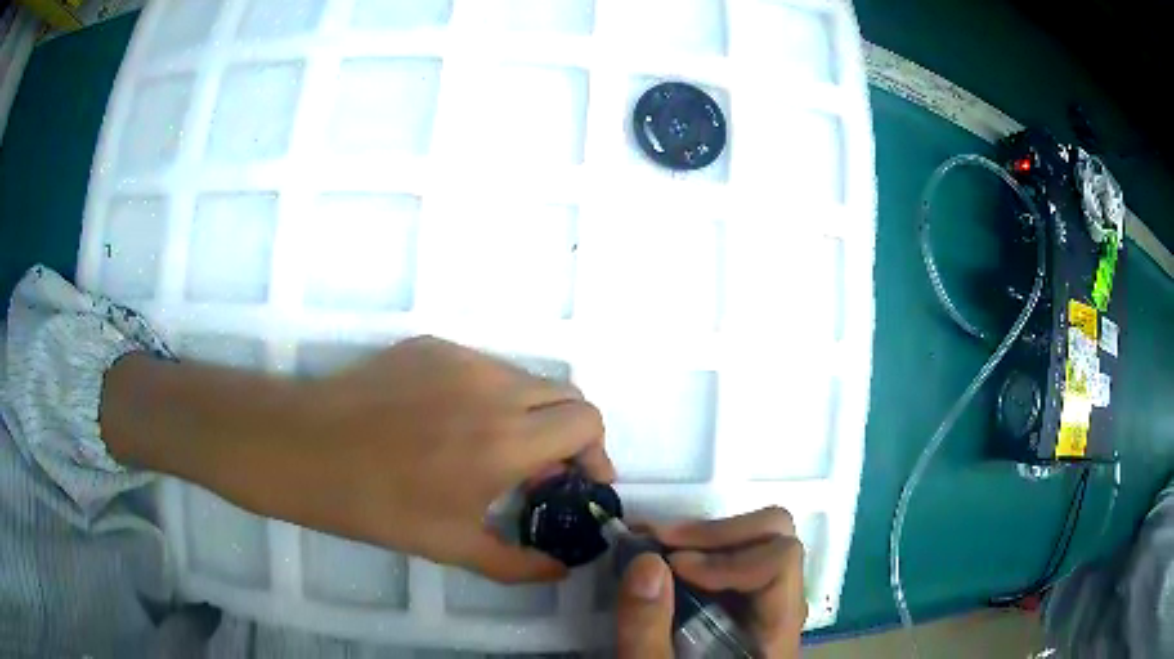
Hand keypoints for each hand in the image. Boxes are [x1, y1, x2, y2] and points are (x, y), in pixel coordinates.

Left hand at [104, 336, 613, 583]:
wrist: (306, 448)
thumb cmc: (377, 505)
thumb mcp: (452, 547)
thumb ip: (519, 563)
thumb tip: (561, 569)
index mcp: (505, 441)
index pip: (587, 421)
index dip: (595, 451)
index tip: (579, 481)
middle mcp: (493, 388)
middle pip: (566, 394)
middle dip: (570, 432)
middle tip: (543, 471)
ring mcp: (460, 358)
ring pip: (525, 379)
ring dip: (530, 413)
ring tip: (495, 449)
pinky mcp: (431, 345)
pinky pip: (482, 368)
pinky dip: (489, 396)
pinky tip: (451, 424)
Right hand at [615, 507, 806, 657]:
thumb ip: (647, 632)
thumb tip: (646, 562)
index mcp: (775, 632)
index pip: (781, 561)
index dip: (728, 556)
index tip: (673, 568)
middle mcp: (780, 609)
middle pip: (777, 539)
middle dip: (715, 534)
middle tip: (658, 545)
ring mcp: (763, 605)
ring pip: (758, 542)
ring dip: (704, 539)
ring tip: (653, 549)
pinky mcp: (742, 606)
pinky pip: (735, 560)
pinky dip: (698, 551)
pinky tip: (662, 564)